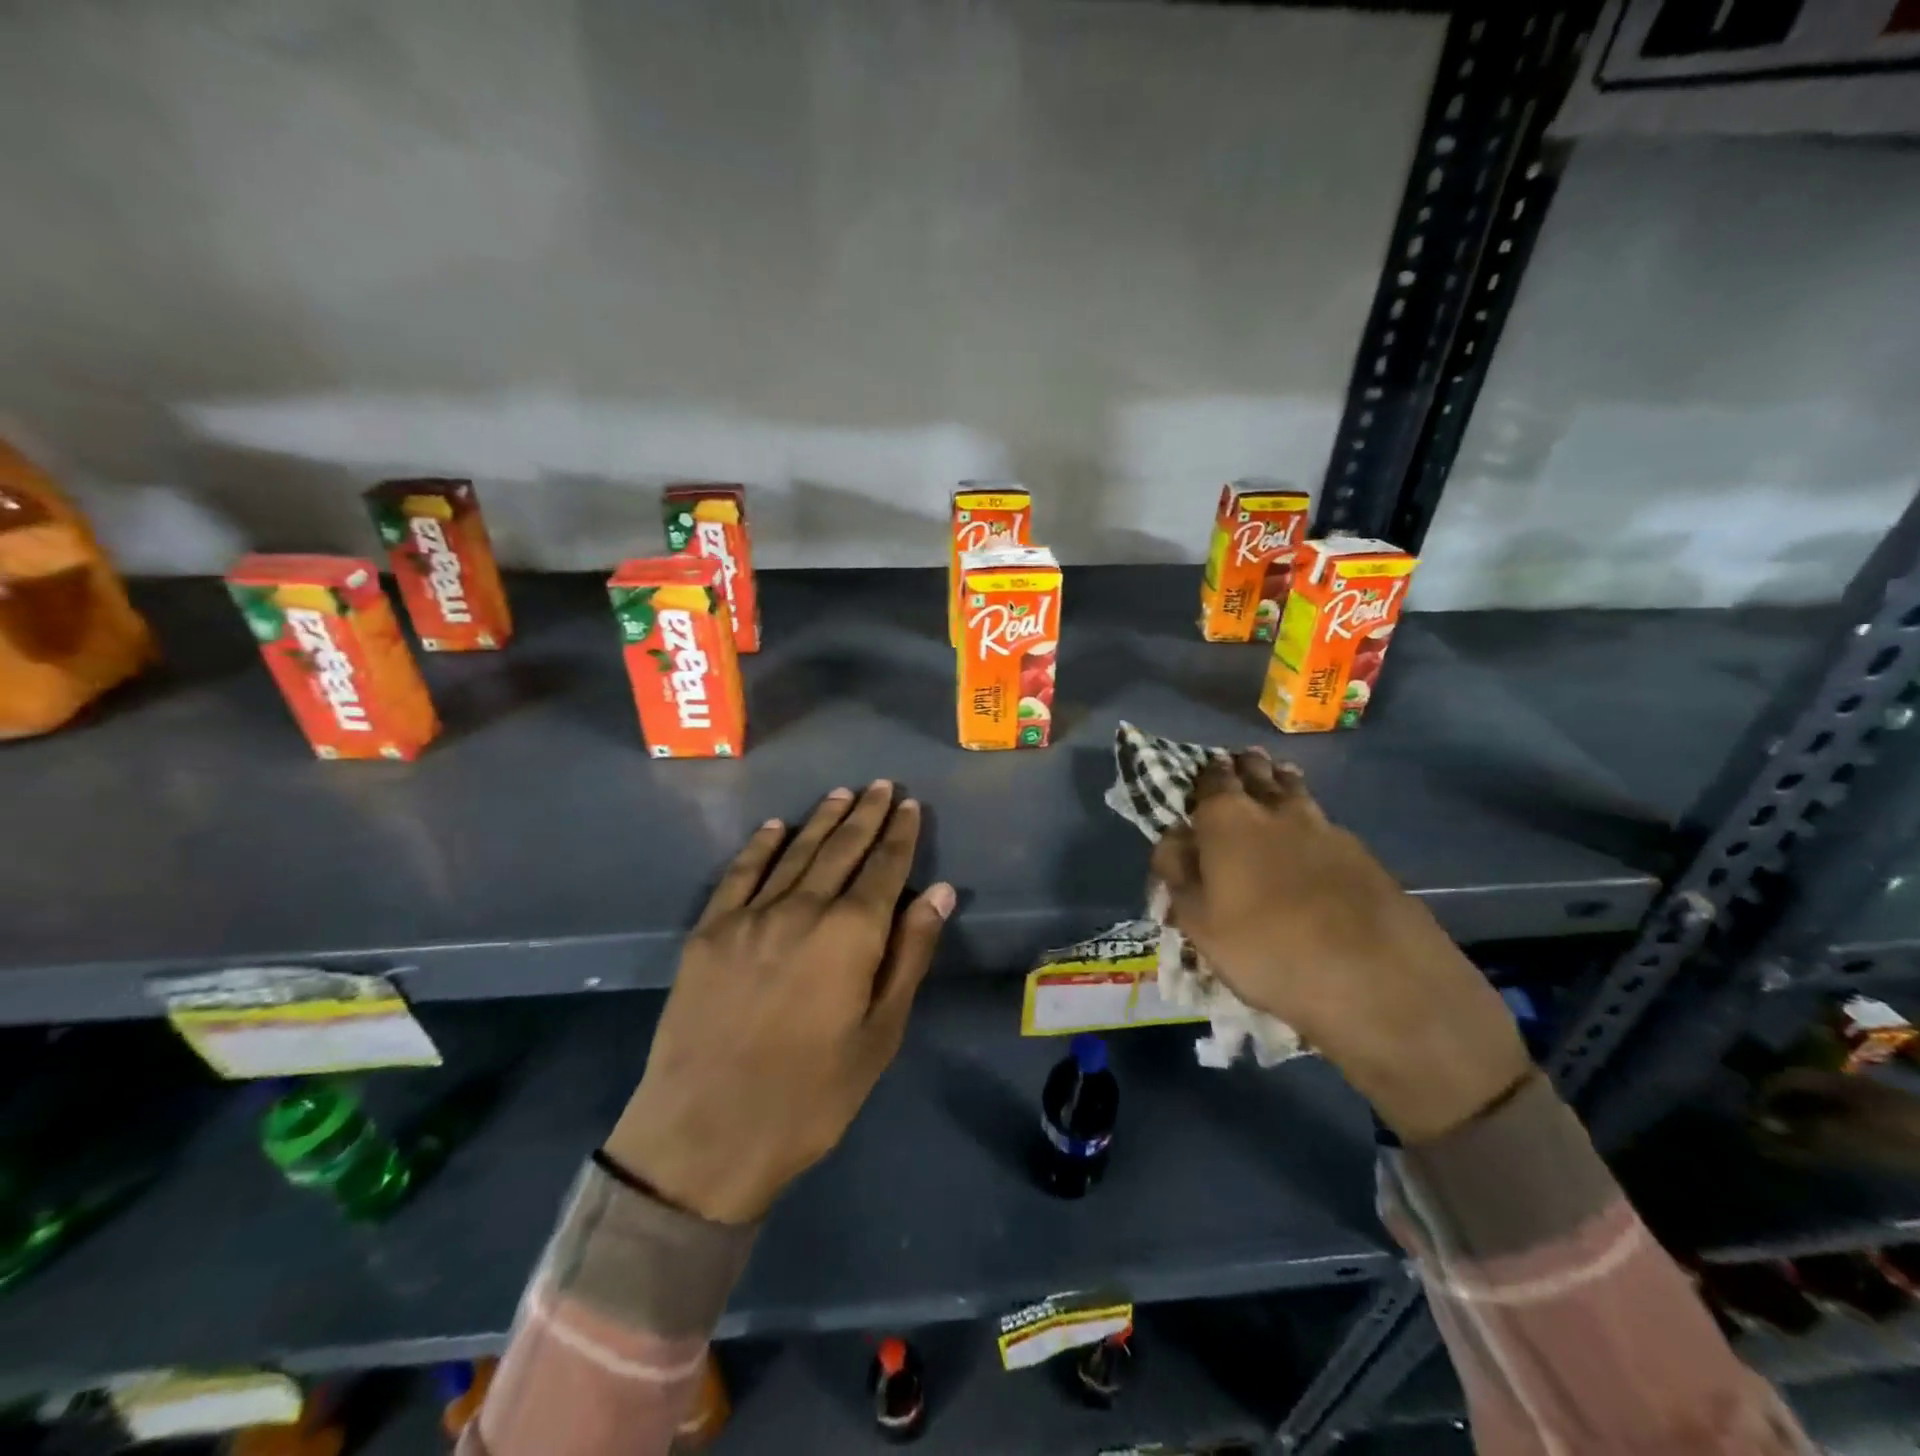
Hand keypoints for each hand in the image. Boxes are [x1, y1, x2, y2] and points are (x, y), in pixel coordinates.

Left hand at [605, 781, 955, 1223]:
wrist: (705, 1135)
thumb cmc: (810, 1096)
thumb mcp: (879, 1035)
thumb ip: (910, 955)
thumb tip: (939, 891)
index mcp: (850, 934)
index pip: (884, 868)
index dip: (900, 834)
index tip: (911, 805)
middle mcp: (801, 909)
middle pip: (841, 849)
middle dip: (865, 814)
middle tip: (882, 785)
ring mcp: (750, 916)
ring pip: (795, 852)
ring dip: (821, 819)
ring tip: (842, 793)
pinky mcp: (709, 932)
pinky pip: (740, 874)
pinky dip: (761, 846)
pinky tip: (776, 827)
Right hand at [1150, 752, 1529, 1142]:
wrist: (1374, 976)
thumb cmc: (1265, 947)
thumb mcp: (1197, 921)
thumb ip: (1178, 872)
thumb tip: (1172, 837)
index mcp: (1227, 819)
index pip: (1211, 780)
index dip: (1205, 774)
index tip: (1204, 770)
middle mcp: (1274, 810)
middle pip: (1258, 774)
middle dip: (1246, 766)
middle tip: (1242, 761)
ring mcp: (1324, 827)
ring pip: (1296, 791)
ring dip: (1282, 781)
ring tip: (1278, 778)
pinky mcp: (1362, 852)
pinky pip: (1325, 822)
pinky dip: (1312, 820)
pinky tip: (1313, 837)